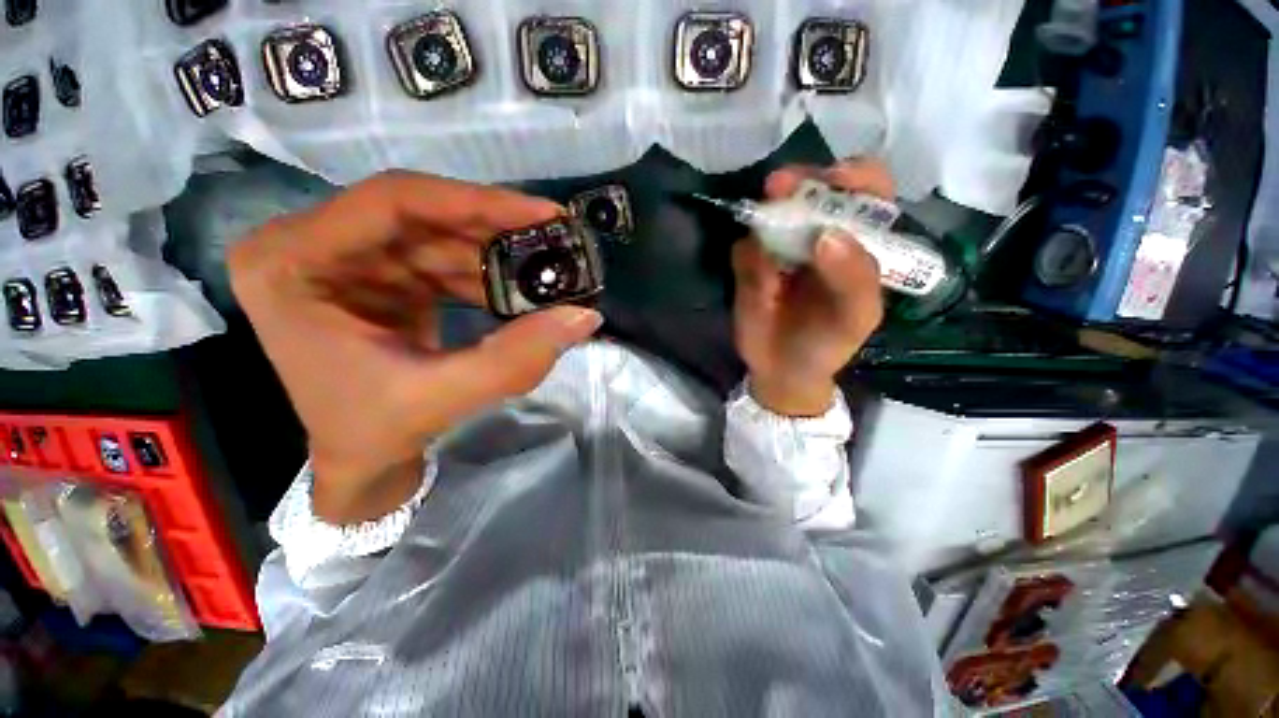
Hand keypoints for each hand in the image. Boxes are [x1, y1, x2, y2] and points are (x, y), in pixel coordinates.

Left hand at [229, 171, 601, 523]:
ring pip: (436, 234)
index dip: (474, 201)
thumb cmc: (374, 434)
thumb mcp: (442, 397)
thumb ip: (516, 358)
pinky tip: (518, 292)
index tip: (542, 212)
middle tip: (556, 237)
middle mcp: (307, 245)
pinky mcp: (377, 277)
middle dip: (493, 227)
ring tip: (547, 268)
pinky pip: (440, 259)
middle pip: (417, 213)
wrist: (358, 462)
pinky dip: (484, 275)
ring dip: (494, 254)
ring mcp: (343, 259)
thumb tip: (585, 315)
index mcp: (289, 263)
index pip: (391, 202)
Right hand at [732, 159, 890, 415]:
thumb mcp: (856, 317)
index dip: (853, 177)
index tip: (833, 179)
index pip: (866, 192)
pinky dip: (747, 254)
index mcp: (858, 244)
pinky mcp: (749, 263)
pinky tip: (758, 282)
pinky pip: (744, 248)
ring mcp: (780, 247)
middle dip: (799, 182)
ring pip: (772, 213)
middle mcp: (819, 236)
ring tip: (761, 226)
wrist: (780, 370)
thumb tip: (827, 234)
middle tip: (778, 186)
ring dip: (767, 213)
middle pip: (814, 191)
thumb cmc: (827, 343)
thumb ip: (854, 278)